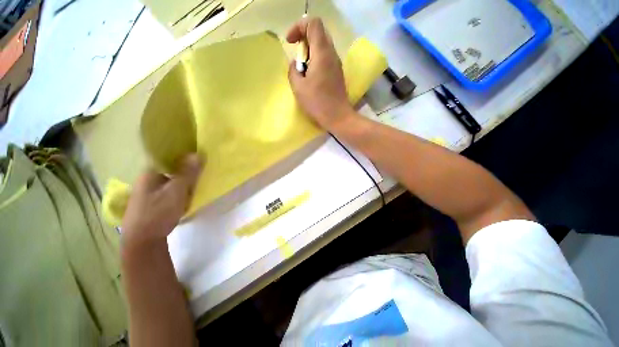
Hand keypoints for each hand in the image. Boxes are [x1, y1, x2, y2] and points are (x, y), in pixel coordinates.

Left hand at [121, 154, 201, 251]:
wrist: (142, 241)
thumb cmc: (158, 213)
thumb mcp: (176, 191)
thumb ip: (187, 173)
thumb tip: (197, 154)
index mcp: (149, 173)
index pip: (167, 157)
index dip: (184, 156)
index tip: (199, 159)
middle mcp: (147, 179)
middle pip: (170, 169)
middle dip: (186, 170)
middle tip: (200, 175)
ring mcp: (148, 191)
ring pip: (170, 180)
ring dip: (183, 182)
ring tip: (196, 186)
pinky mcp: (152, 202)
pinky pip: (169, 190)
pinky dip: (179, 191)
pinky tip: (186, 197)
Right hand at [287, 17, 354, 129]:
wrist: (338, 117)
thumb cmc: (317, 103)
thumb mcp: (298, 88)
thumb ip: (293, 70)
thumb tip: (296, 64)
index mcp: (322, 53)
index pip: (313, 23)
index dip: (298, 27)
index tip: (290, 42)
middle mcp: (332, 54)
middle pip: (318, 32)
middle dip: (304, 39)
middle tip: (297, 56)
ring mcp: (337, 63)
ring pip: (323, 45)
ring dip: (310, 51)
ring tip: (303, 69)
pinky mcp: (338, 73)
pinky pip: (326, 58)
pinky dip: (316, 60)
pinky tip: (312, 76)